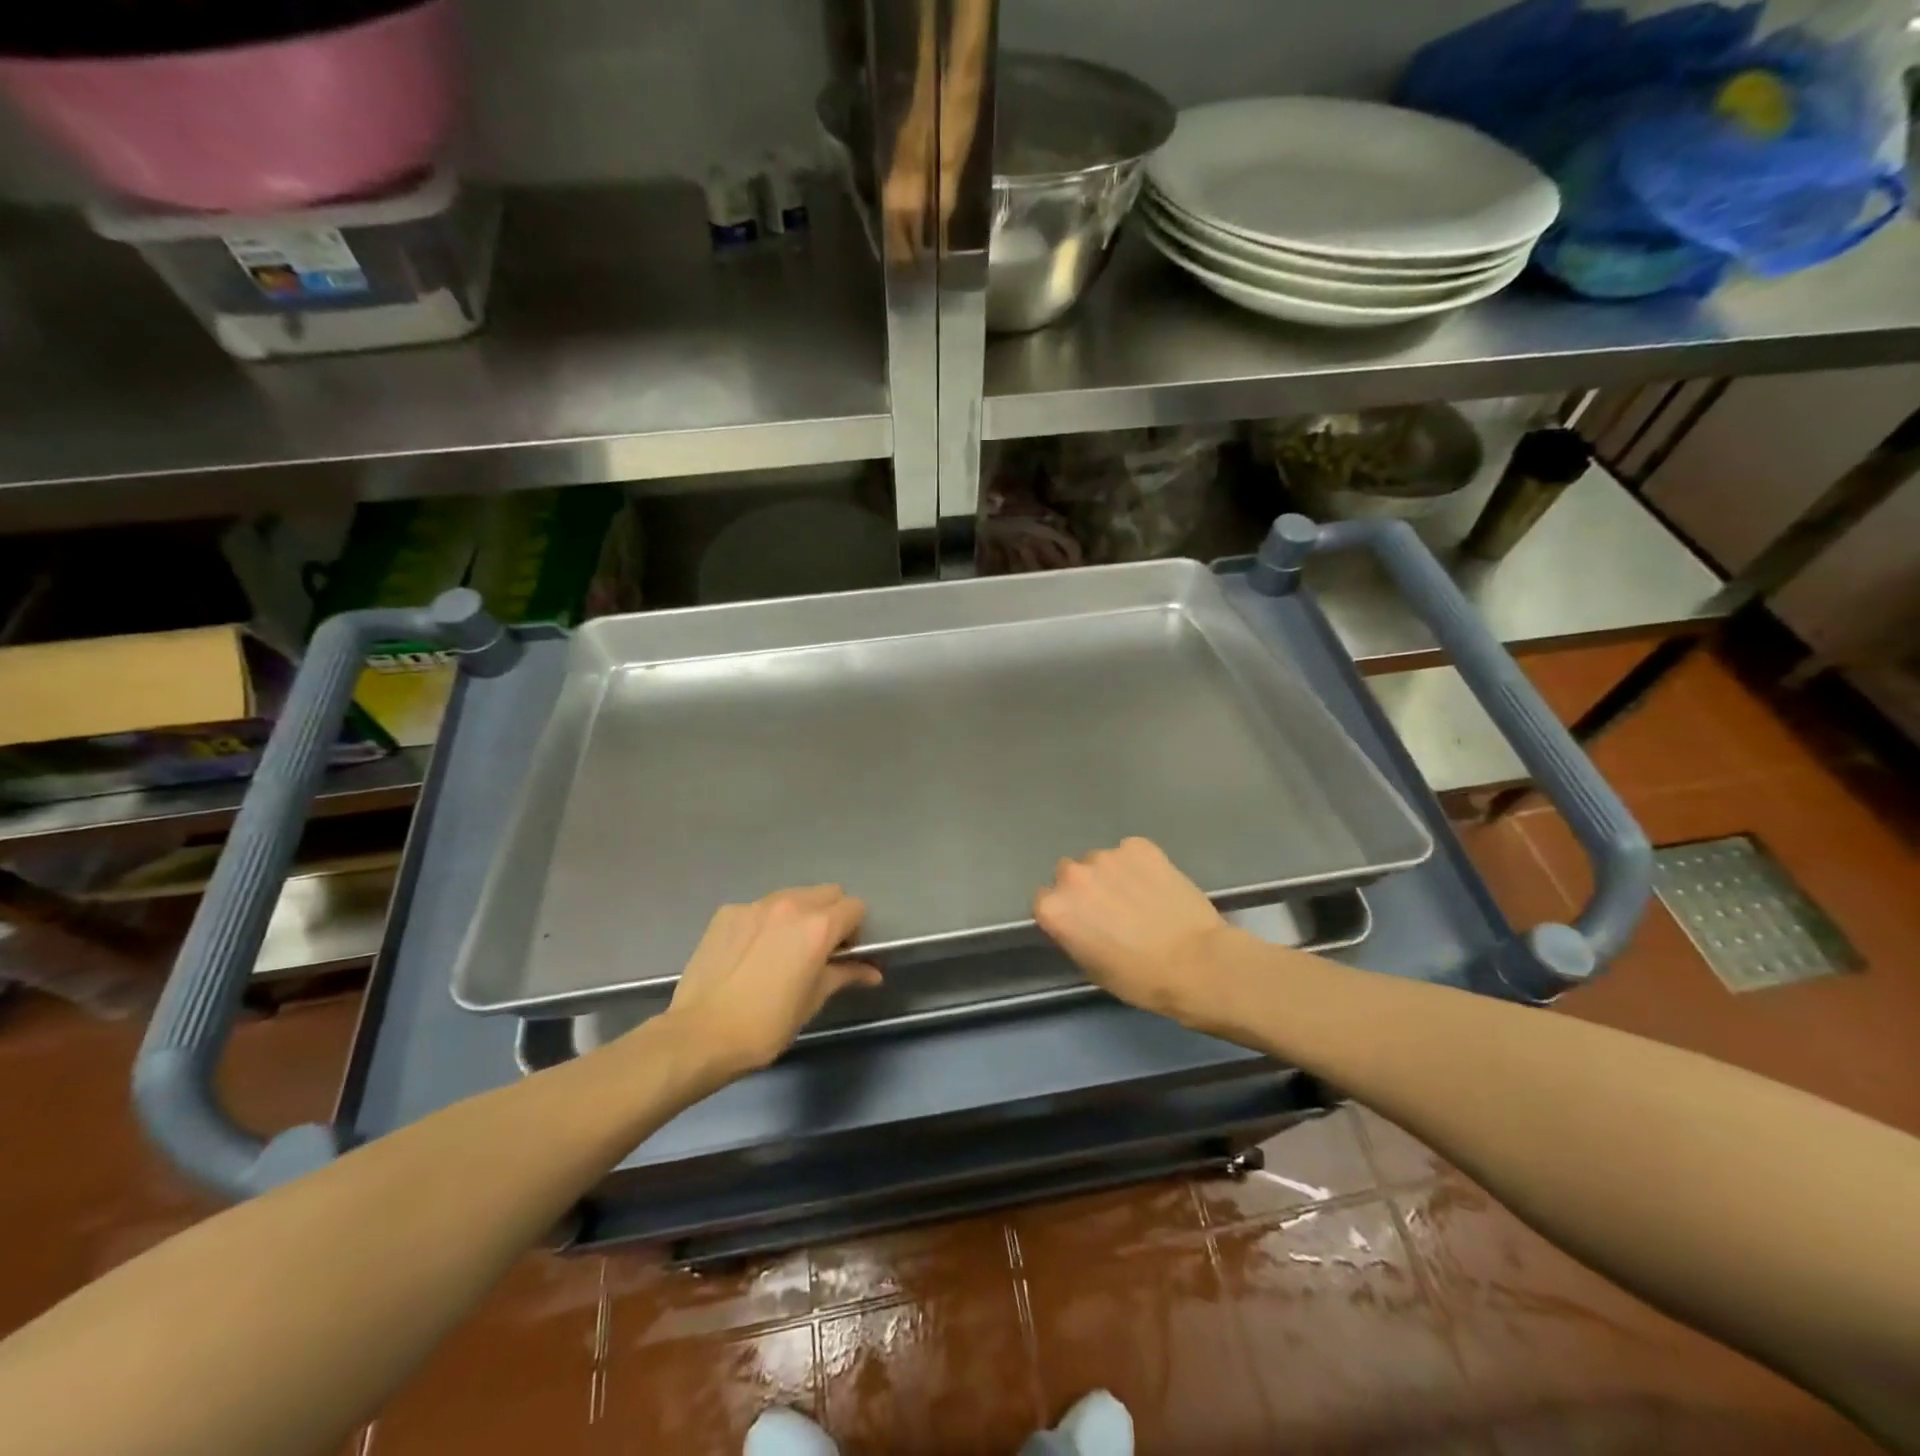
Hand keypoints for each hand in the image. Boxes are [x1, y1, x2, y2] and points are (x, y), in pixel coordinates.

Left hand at [663, 887, 880, 1081]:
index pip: (855, 907)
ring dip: (798, 915)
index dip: (854, 931)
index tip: (842, 956)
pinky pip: (759, 908)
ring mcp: (755, 905)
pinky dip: (765, 922)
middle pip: (826, 893)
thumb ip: (845, 975)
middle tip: (817, 950)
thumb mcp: (813, 1000)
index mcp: (818, 926)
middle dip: (831, 915)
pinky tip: (751, 953)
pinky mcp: (727, 913)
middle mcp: (790, 905)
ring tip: (782, 950)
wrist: (700, 1035)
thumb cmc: (766, 1024)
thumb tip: (873, 972)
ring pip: (792, 896)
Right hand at [1033, 838, 1240, 1026]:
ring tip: (1139, 897)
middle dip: (1085, 889)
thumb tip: (1080, 922)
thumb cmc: (1140, 978)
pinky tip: (1157, 886)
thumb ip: (1074, 934)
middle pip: (1069, 875)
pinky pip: (1130, 852)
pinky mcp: (1139, 846)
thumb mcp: (1091, 967)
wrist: (1197, 963)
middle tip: (1110, 910)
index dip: (1065, 913)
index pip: (1044, 901)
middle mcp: (1073, 875)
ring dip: (1112, 875)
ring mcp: (1107, 856)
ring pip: (1101, 862)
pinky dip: (1139, 865)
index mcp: (1055, 908)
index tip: (1082, 924)